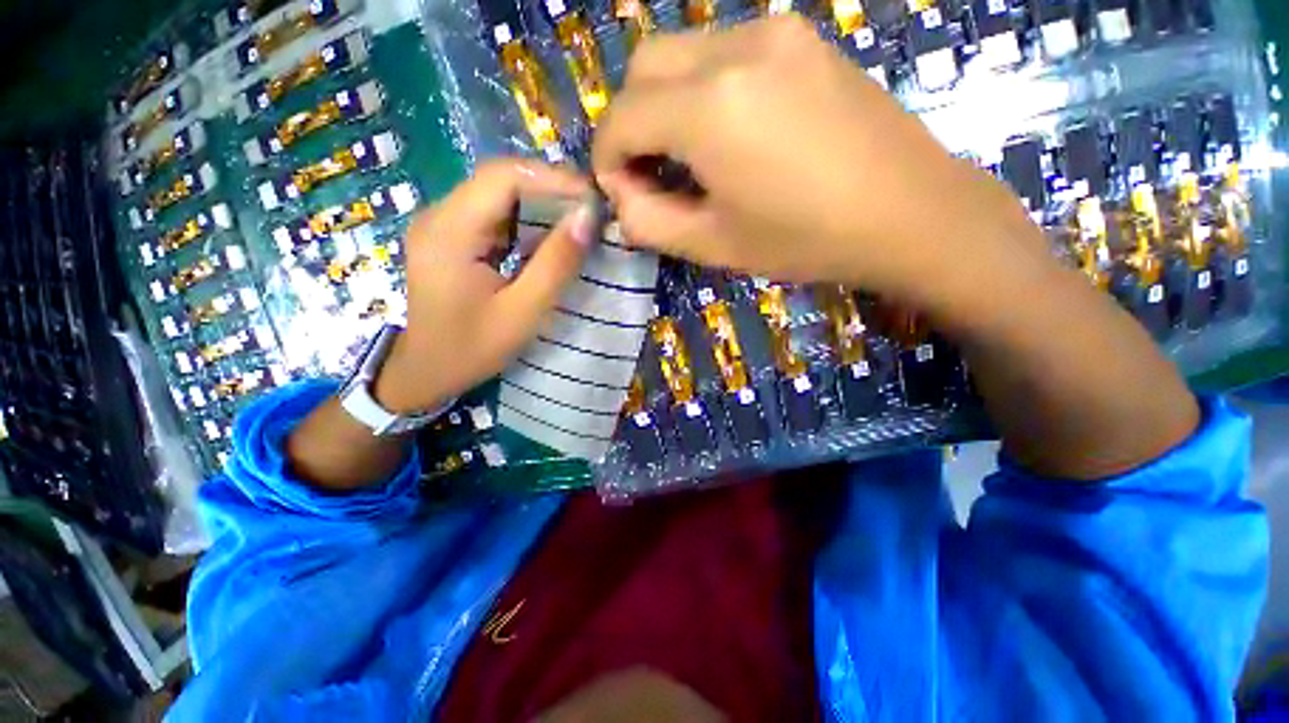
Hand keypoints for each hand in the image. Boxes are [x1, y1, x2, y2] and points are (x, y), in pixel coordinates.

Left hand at [374, 159, 593, 413]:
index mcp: (450, 231)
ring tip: (579, 221)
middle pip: (500, 180)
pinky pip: (495, 215)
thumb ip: (556, 264)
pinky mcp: (452, 237)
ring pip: (499, 196)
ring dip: (542, 205)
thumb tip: (588, 219)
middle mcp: (440, 216)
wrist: (427, 371)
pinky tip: (551, 237)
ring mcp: (444, 225)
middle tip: (592, 210)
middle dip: (551, 190)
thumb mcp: (523, 312)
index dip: (553, 179)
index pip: (503, 178)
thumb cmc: (473, 349)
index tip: (594, 198)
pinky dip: (528, 221)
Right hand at [592, 16, 1048, 311]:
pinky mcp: (800, 38)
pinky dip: (702, 90)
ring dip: (665, 103)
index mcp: (710, 108)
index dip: (607, 159)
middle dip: (630, 123)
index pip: (621, 117)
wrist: (909, 213)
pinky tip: (726, 133)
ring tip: (688, 159)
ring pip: (682, 53)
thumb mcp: (714, 245)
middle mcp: (735, 49)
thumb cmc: (806, 240)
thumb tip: (621, 200)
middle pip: (643, 67)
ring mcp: (774, 32)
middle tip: (649, 174)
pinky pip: (723, 51)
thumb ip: (651, 222)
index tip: (621, 194)